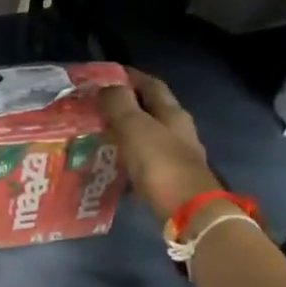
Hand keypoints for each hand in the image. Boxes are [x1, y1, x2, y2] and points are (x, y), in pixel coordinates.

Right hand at [98, 68, 220, 225]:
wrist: (188, 212)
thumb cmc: (160, 164)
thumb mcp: (135, 128)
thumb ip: (120, 105)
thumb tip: (106, 87)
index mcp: (173, 113)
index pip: (152, 85)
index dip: (131, 77)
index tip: (107, 74)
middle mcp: (178, 131)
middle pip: (152, 110)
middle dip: (127, 105)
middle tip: (97, 106)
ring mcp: (176, 157)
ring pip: (148, 136)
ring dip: (126, 133)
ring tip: (99, 134)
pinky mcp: (169, 180)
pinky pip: (145, 161)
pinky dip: (128, 157)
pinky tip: (112, 163)